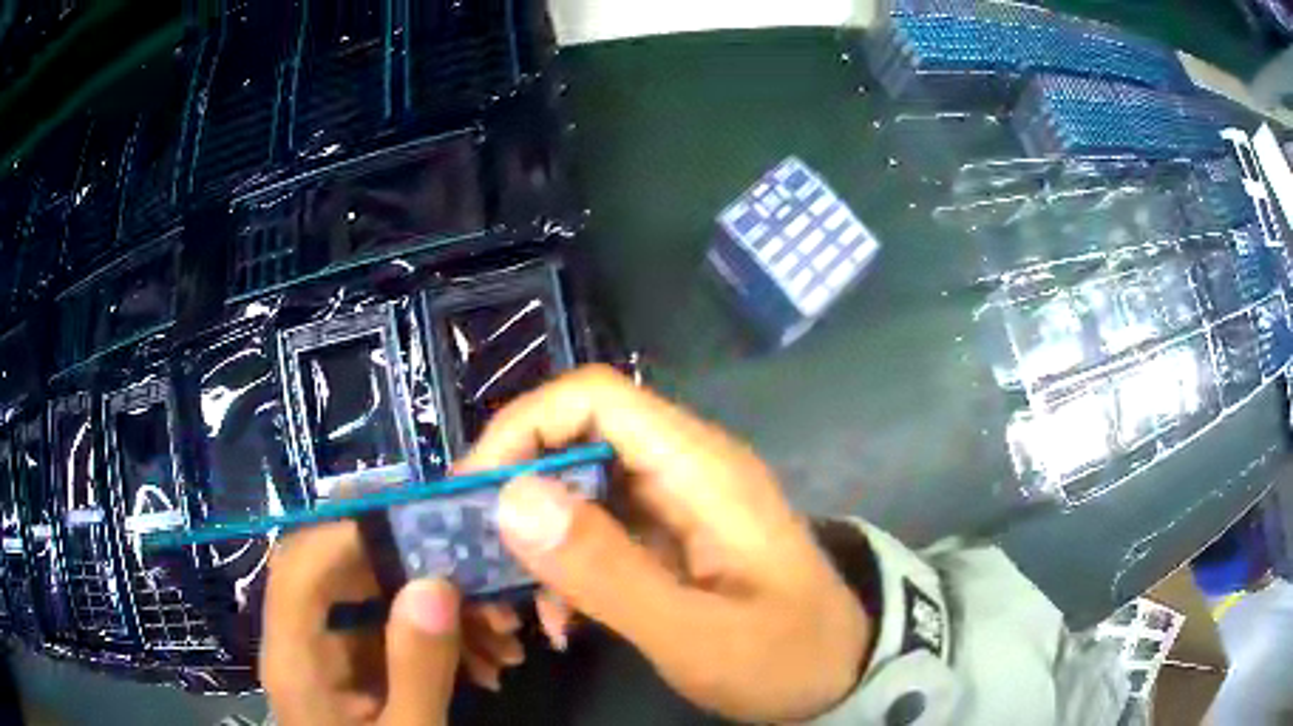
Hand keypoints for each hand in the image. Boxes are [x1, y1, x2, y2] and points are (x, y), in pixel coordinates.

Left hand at [260, 520, 520, 723]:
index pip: (301, 565)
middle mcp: (301, 643)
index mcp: (295, 660)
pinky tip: (488, 663)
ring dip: (436, 606)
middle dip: (410, 568)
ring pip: (373, 602)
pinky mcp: (355, 669)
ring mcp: (329, 656)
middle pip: (337, 572)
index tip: (422, 522)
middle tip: (476, 573)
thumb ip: (417, 669)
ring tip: (503, 634)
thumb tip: (434, 583)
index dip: (350, 531)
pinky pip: (392, 633)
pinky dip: (438, 638)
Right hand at [460, 365, 872, 722]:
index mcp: (699, 468)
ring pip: (578, 487)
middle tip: (473, 552)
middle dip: (515, 490)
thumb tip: (513, 498)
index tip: (473, 491)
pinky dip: (565, 566)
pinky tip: (561, 620)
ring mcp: (676, 502)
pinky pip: (597, 530)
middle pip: (577, 437)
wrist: (840, 672)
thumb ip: (609, 572)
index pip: (596, 397)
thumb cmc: (785, 655)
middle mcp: (684, 468)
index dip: (524, 427)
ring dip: (534, 539)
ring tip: (512, 603)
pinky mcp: (669, 537)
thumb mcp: (697, 633)